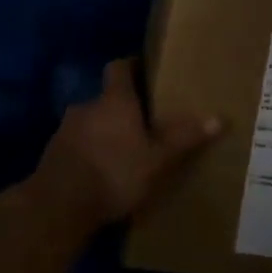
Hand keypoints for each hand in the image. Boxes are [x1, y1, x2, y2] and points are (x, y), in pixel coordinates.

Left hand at [31, 60, 221, 226]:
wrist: (58, 206)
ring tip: (124, 151)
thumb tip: (219, 118)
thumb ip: (185, 138)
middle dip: (122, 108)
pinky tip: (102, 173)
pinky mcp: (52, 154)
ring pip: (90, 122)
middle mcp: (87, 107)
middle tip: (143, 122)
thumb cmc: (115, 173)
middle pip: (106, 98)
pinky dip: (89, 152)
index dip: (131, 66)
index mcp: (114, 100)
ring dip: (104, 132)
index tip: (145, 71)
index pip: (119, 67)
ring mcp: (65, 130)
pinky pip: (77, 145)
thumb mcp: (158, 160)